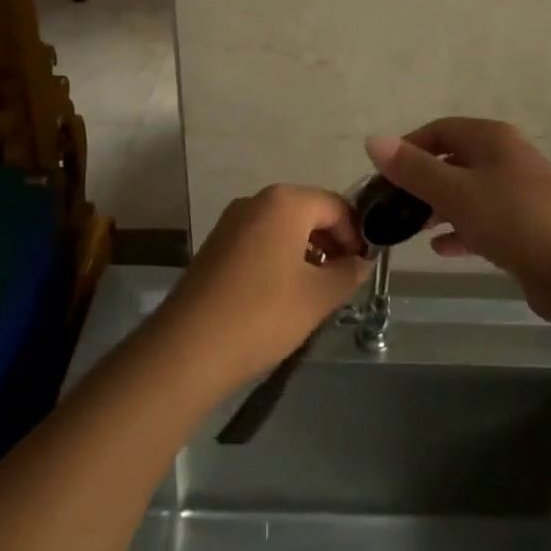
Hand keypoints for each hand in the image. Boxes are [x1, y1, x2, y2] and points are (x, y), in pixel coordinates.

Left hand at [155, 185, 368, 392]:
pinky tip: (283, 295)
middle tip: (343, 280)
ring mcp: (231, 222)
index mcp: (285, 202)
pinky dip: (279, 259)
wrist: (188, 348)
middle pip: (308, 212)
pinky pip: (260, 241)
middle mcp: (256, 201)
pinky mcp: (216, 245)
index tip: (362, 267)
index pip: (335, 205)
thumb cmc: (262, 314)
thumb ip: (348, 273)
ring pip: (283, 228)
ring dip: (306, 252)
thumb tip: (362, 262)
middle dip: (331, 242)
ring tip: (316, 292)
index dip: (356, 234)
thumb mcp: (318, 296)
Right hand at [364, 118, 550, 303]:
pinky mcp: (528, 226)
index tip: (383, 176)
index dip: (408, 148)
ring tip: (412, 229)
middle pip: (454, 161)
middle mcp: (508, 158)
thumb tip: (372, 139)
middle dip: (422, 181)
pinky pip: (485, 220)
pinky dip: (462, 229)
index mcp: (492, 139)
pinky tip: (442, 249)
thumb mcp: (455, 192)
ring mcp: (521, 193)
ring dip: (439, 207)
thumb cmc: (514, 220)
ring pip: (469, 192)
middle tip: (394, 206)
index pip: (439, 130)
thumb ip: (413, 169)